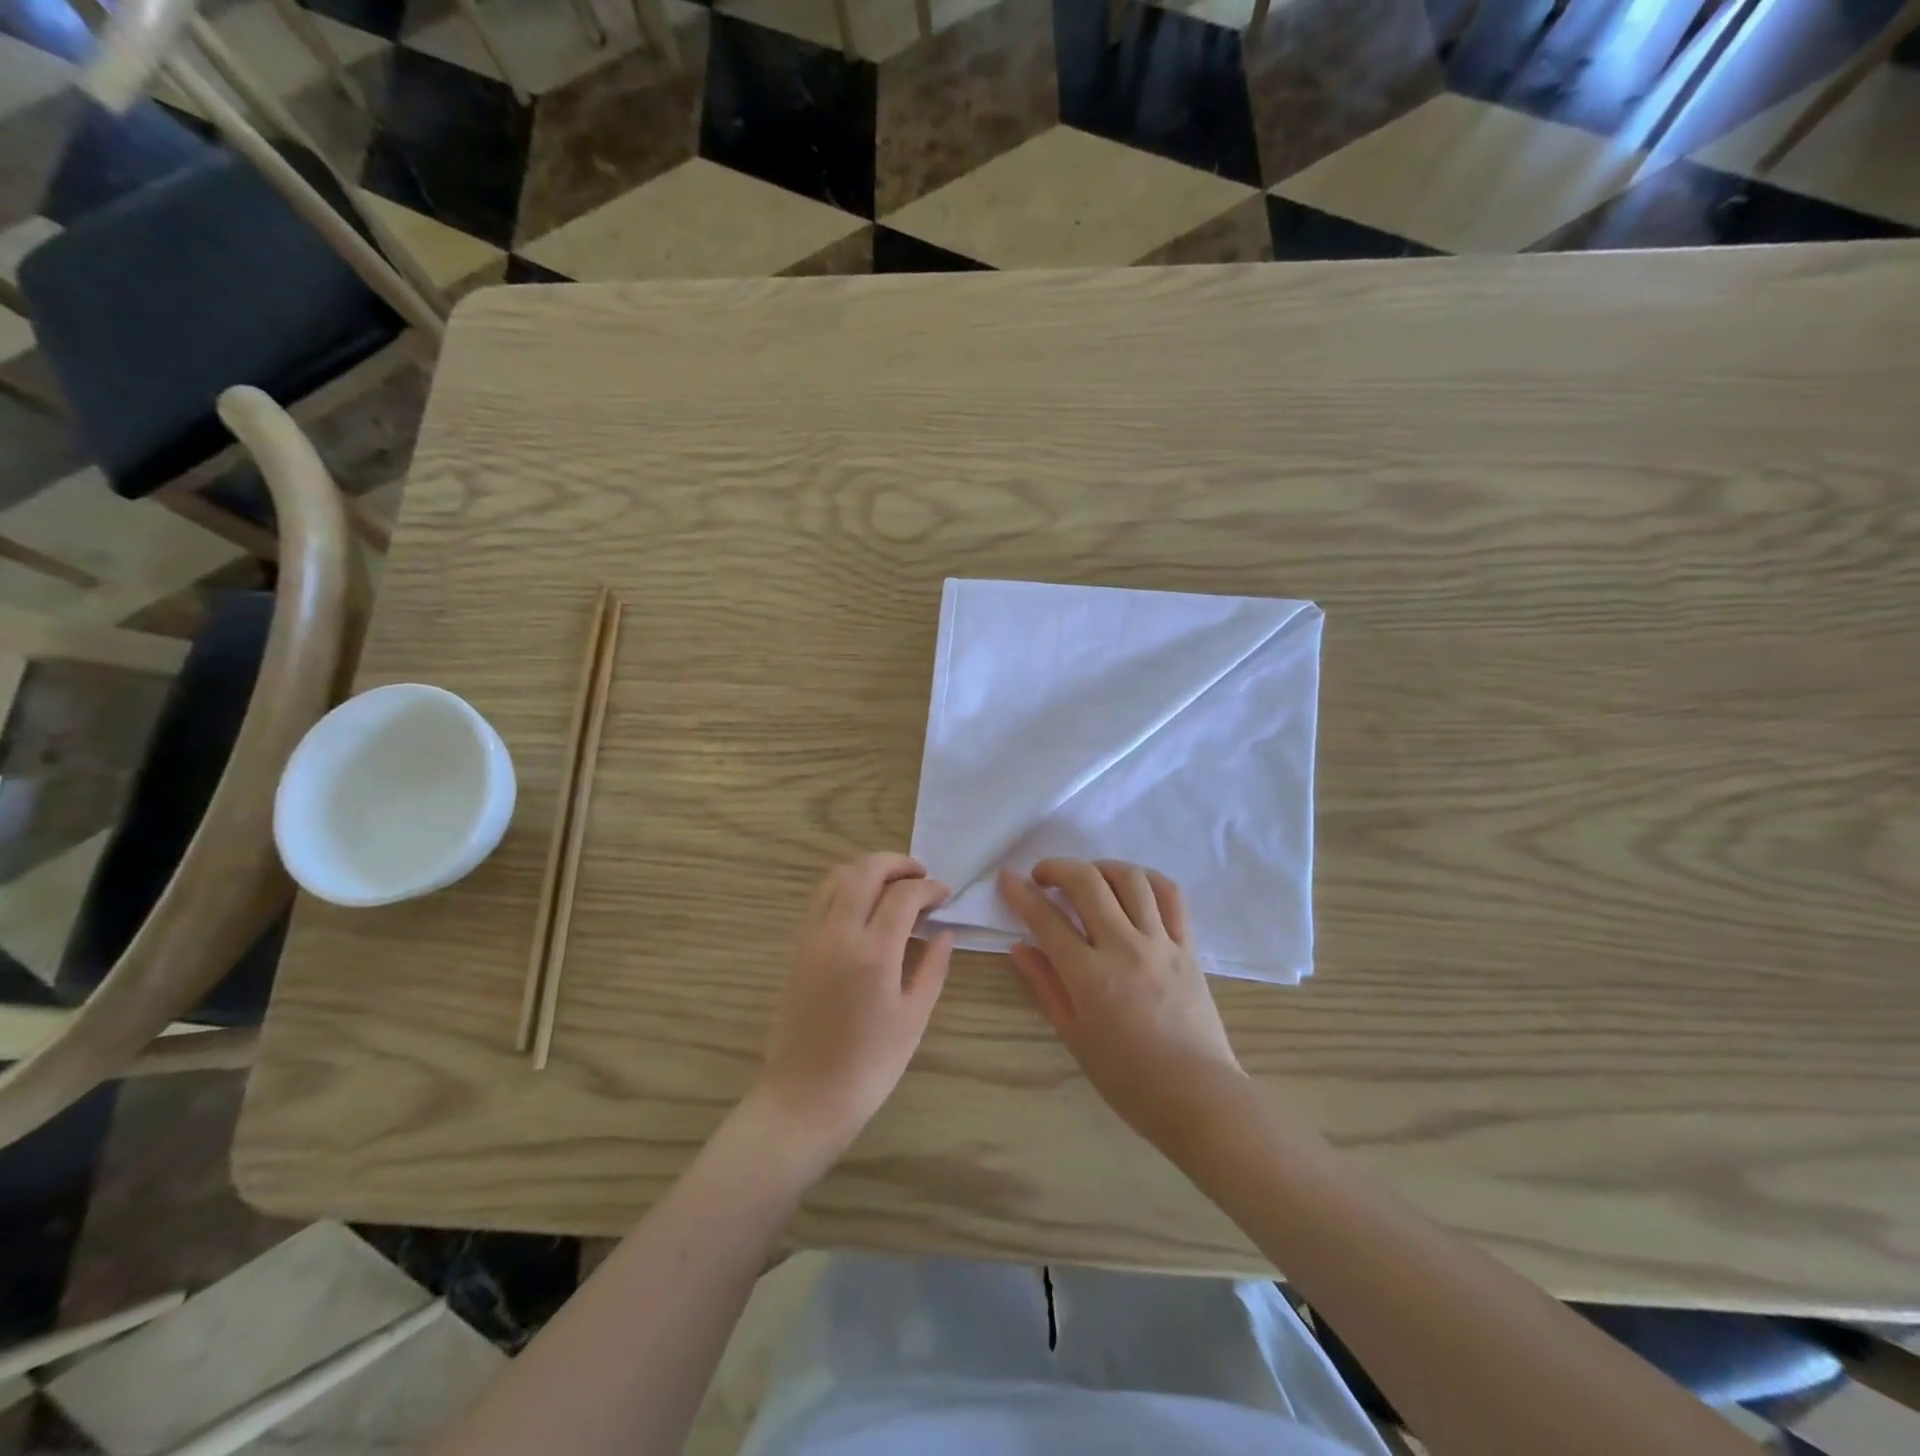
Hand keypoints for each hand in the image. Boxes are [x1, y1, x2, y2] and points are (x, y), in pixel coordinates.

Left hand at [754, 853, 954, 1163]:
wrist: (805, 1098)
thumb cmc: (869, 1067)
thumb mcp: (913, 1019)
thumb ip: (932, 969)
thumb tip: (945, 933)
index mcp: (873, 954)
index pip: (903, 895)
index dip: (929, 887)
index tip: (945, 895)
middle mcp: (838, 934)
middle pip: (865, 871)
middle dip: (898, 863)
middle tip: (922, 875)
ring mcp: (812, 937)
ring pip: (837, 877)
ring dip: (868, 869)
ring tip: (894, 883)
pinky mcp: (798, 947)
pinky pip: (820, 897)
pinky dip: (845, 885)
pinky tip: (864, 902)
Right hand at [1000, 859, 1244, 1153]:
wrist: (1196, 1096)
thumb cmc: (1126, 1077)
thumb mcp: (1073, 1035)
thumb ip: (1044, 985)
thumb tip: (1019, 946)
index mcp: (1089, 976)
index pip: (1046, 919)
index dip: (1021, 893)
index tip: (1008, 878)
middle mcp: (1123, 948)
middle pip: (1087, 883)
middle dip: (1057, 867)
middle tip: (1043, 876)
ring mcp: (1160, 943)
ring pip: (1130, 879)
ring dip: (1101, 867)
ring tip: (1087, 878)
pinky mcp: (1188, 946)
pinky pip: (1171, 896)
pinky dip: (1148, 879)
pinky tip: (1132, 884)